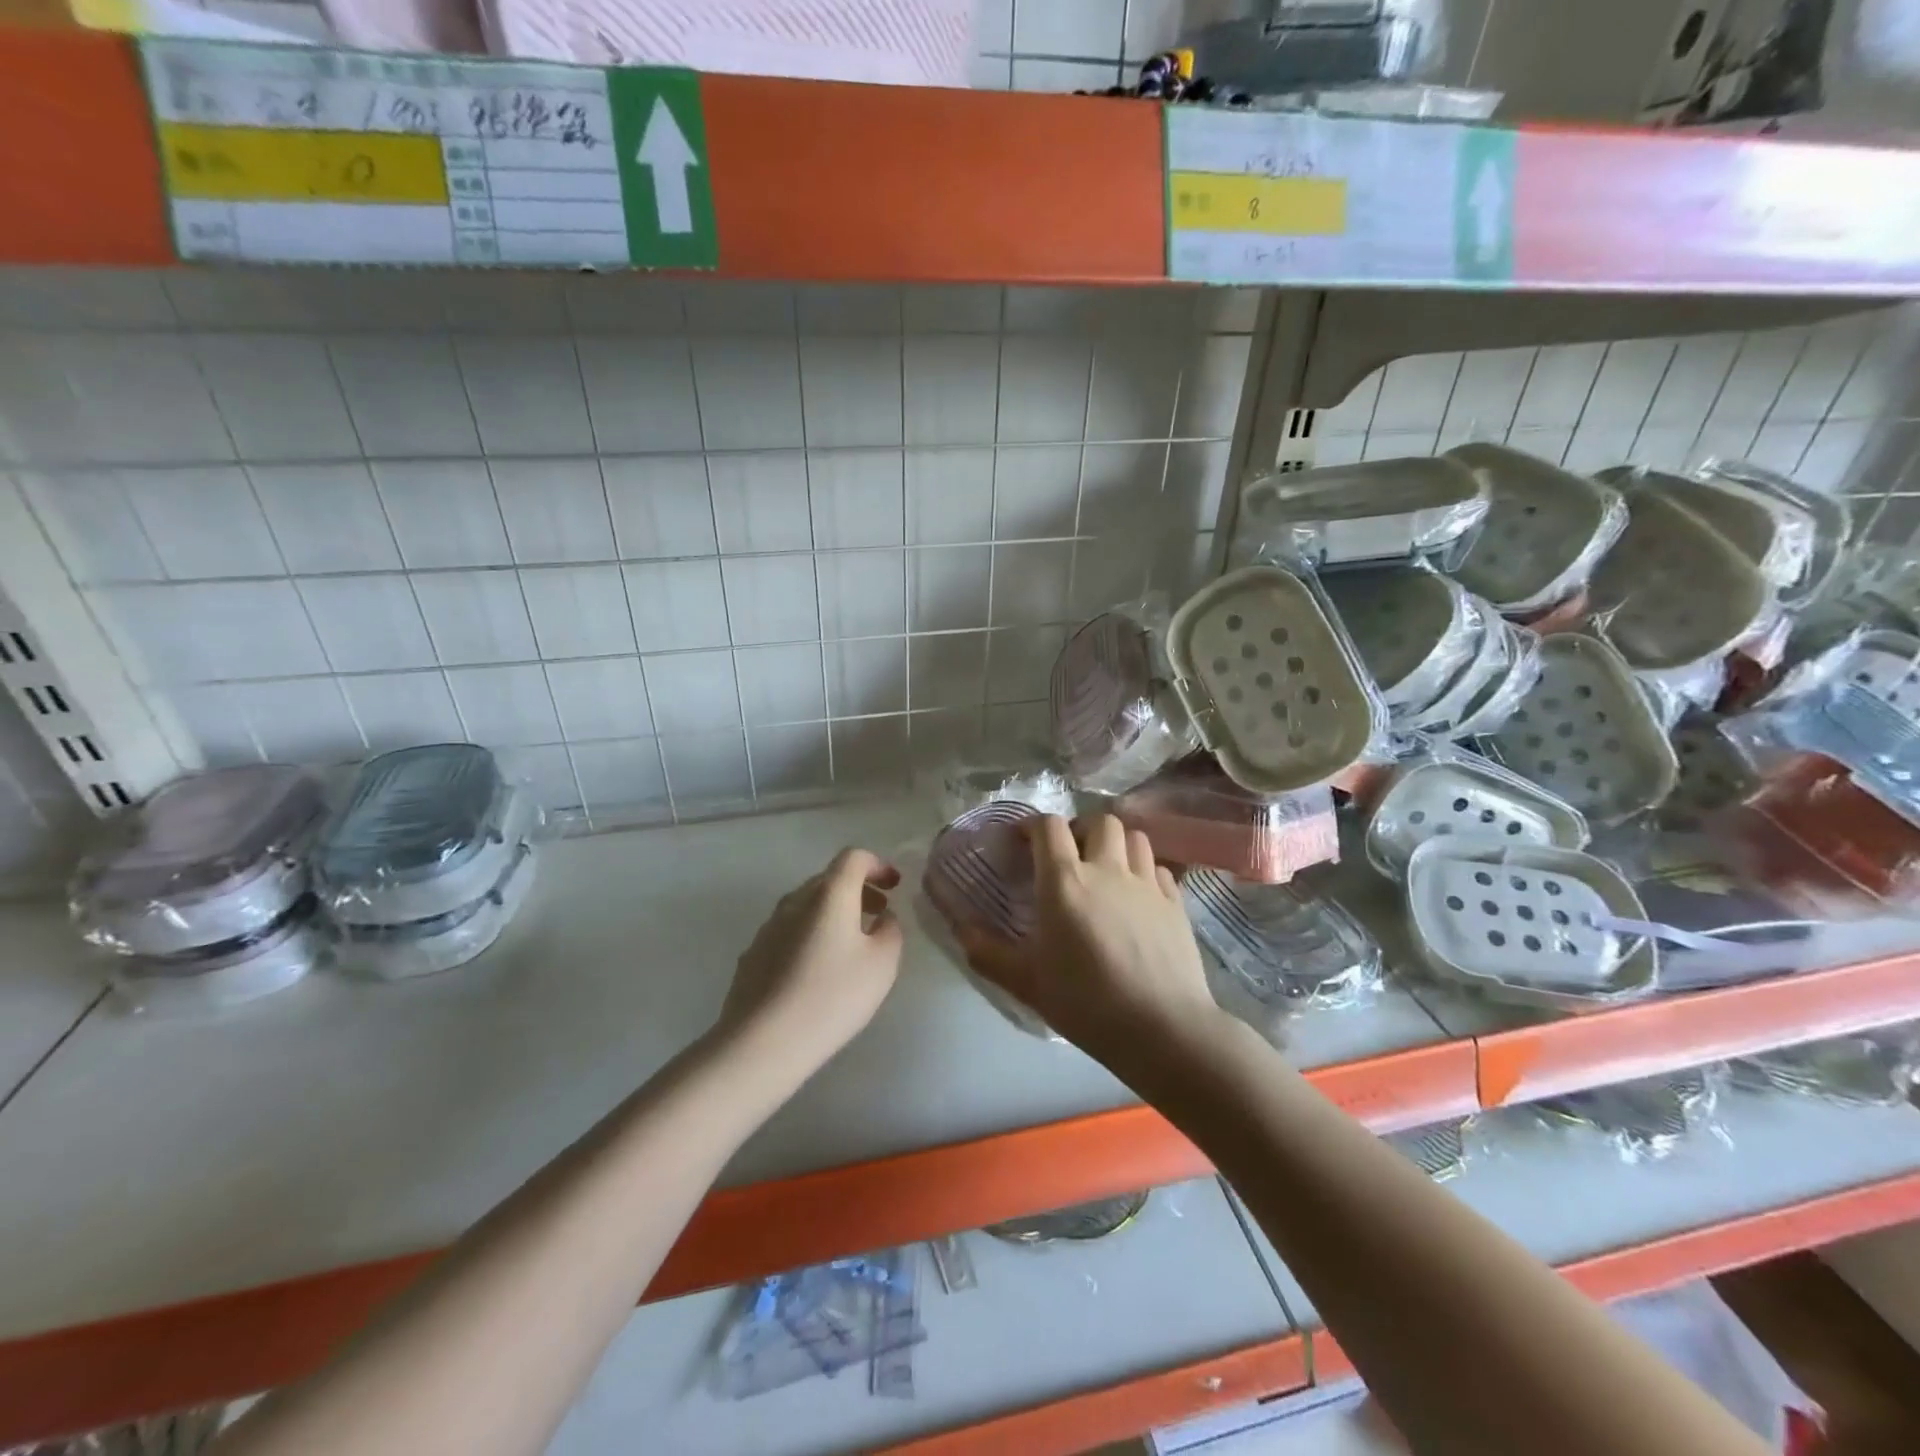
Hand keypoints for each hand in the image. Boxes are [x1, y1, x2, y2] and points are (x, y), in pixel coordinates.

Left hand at [718, 848, 903, 1075]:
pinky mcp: (752, 956)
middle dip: (858, 890)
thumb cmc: (831, 996)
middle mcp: (794, 901)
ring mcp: (768, 928)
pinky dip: (810, 935)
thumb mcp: (882, 964)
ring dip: (833, 913)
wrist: (762, 1042)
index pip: (853, 858)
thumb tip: (881, 918)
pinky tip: (817, 970)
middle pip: (828, 880)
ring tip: (851, 943)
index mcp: (829, 894)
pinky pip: (789, 932)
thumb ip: (890, 931)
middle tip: (879, 912)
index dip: (877, 865)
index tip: (894, 885)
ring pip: (806, 906)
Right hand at [960, 815, 1221, 1062]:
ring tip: (1105, 869)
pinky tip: (1137, 895)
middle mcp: (1107, 869)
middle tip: (1068, 856)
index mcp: (1065, 881)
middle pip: (1099, 820)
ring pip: (1134, 837)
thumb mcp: (1026, 983)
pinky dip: (1144, 871)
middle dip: (1080, 829)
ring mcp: (1147, 883)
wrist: (1162, 1028)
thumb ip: (988, 953)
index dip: (1033, 826)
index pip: (1049, 826)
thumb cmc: (1086, 1003)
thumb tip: (960, 930)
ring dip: (1115, 844)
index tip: (1023, 842)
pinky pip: (1158, 868)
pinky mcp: (1176, 902)